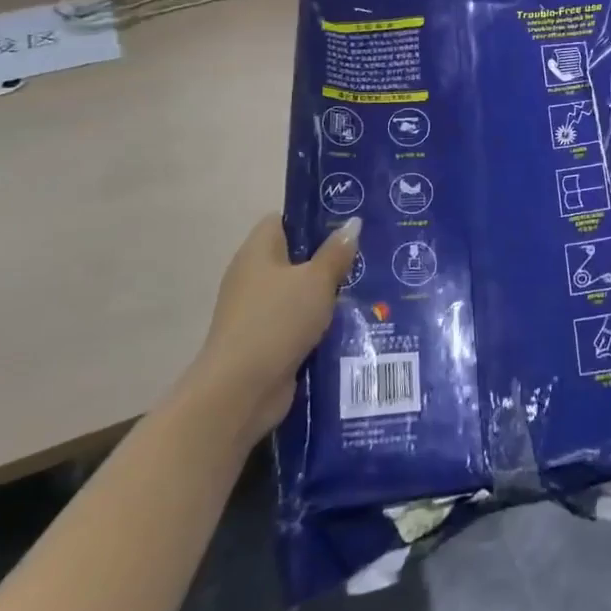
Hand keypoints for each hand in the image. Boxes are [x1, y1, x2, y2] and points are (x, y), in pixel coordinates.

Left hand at [194, 215, 357, 428]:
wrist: (241, 390)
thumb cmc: (277, 321)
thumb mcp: (316, 281)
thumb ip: (336, 252)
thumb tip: (353, 222)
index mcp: (257, 253)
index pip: (282, 221)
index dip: (312, 219)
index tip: (347, 223)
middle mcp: (252, 278)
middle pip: (294, 259)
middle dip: (329, 259)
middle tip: (368, 257)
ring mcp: (257, 313)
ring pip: (299, 294)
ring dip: (327, 296)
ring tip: (369, 289)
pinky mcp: (266, 343)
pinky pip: (298, 324)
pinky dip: (320, 325)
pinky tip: (352, 324)